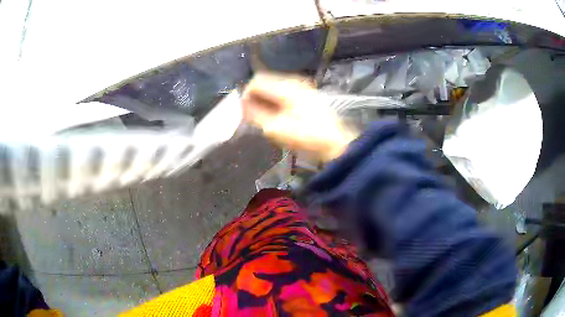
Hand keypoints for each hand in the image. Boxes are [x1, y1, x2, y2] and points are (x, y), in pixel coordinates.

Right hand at [241, 73, 357, 161]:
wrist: (335, 143)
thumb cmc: (305, 136)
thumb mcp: (275, 128)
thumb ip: (255, 114)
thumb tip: (242, 104)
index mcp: (286, 86)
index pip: (256, 81)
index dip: (245, 94)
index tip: (242, 111)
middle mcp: (293, 81)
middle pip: (265, 82)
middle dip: (255, 97)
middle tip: (251, 116)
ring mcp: (302, 86)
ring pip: (274, 87)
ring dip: (265, 100)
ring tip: (263, 118)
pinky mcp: (306, 94)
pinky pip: (283, 93)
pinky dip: (275, 101)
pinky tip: (276, 115)